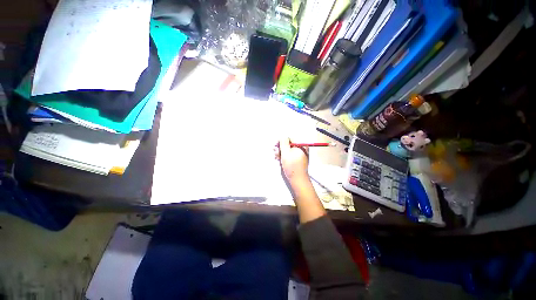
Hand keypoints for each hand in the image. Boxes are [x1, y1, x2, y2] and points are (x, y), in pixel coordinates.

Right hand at [274, 137, 309, 184]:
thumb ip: (283, 142)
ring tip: (277, 158)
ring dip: (281, 152)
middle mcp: (301, 148)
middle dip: (280, 148)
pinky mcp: (297, 160)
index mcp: (301, 145)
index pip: (290, 138)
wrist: (297, 180)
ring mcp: (299, 154)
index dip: (281, 141)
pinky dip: (284, 157)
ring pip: (288, 150)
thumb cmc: (292, 166)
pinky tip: (279, 160)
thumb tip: (282, 136)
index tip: (275, 145)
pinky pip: (289, 155)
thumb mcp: (286, 153)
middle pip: (288, 144)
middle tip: (275, 152)